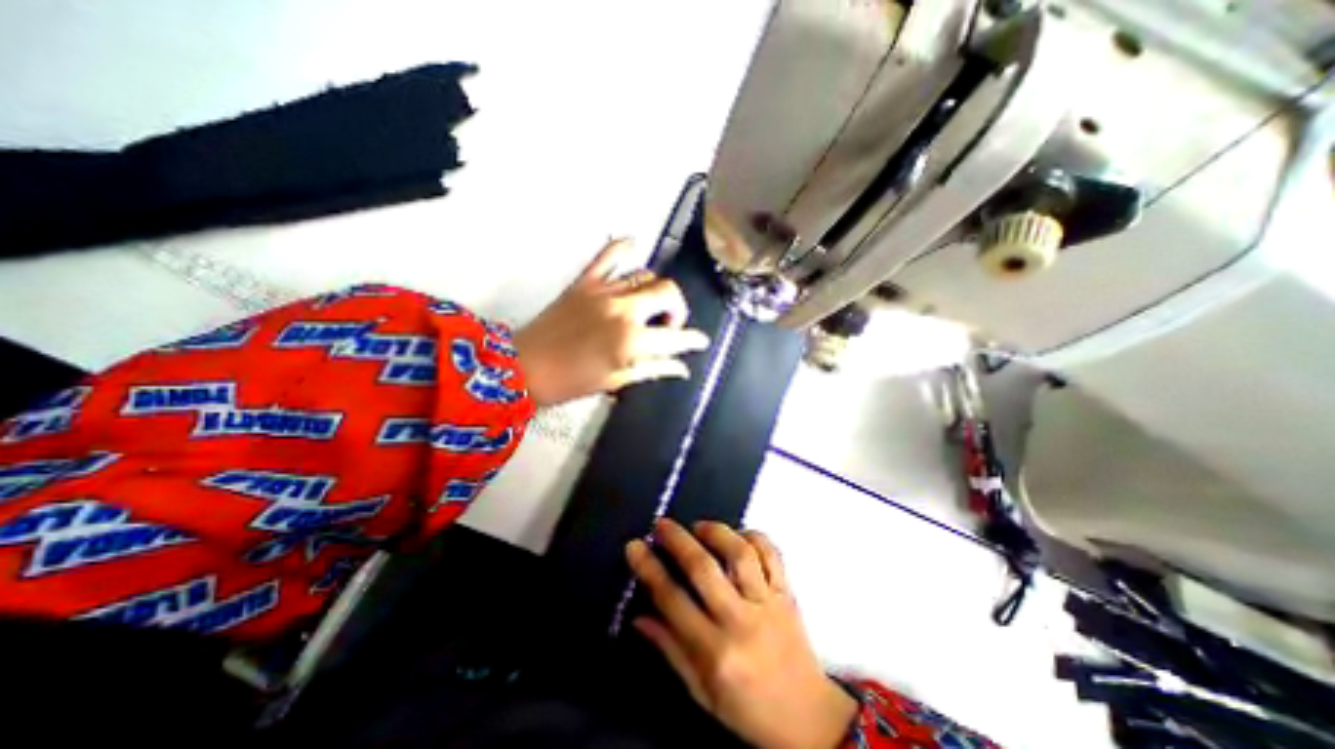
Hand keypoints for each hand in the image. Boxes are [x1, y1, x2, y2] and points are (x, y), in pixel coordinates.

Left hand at [516, 238, 714, 407]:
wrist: (523, 368)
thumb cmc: (570, 382)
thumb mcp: (617, 380)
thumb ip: (654, 369)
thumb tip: (681, 368)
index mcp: (632, 340)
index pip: (677, 337)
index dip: (694, 340)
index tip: (701, 341)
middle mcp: (623, 309)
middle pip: (668, 292)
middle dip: (678, 310)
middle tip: (669, 326)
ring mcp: (604, 291)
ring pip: (646, 276)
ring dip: (655, 292)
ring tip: (648, 308)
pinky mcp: (585, 282)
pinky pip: (609, 254)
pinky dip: (623, 247)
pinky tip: (633, 247)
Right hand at [627, 518, 854, 748]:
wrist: (810, 719)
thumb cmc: (749, 710)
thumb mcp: (702, 693)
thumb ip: (670, 650)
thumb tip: (638, 617)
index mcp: (715, 653)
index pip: (672, 600)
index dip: (648, 569)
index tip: (635, 546)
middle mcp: (741, 622)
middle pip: (704, 569)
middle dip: (677, 540)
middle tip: (661, 524)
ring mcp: (768, 603)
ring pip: (740, 554)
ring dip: (716, 532)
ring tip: (699, 526)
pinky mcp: (787, 593)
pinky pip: (772, 554)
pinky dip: (754, 536)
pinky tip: (737, 534)